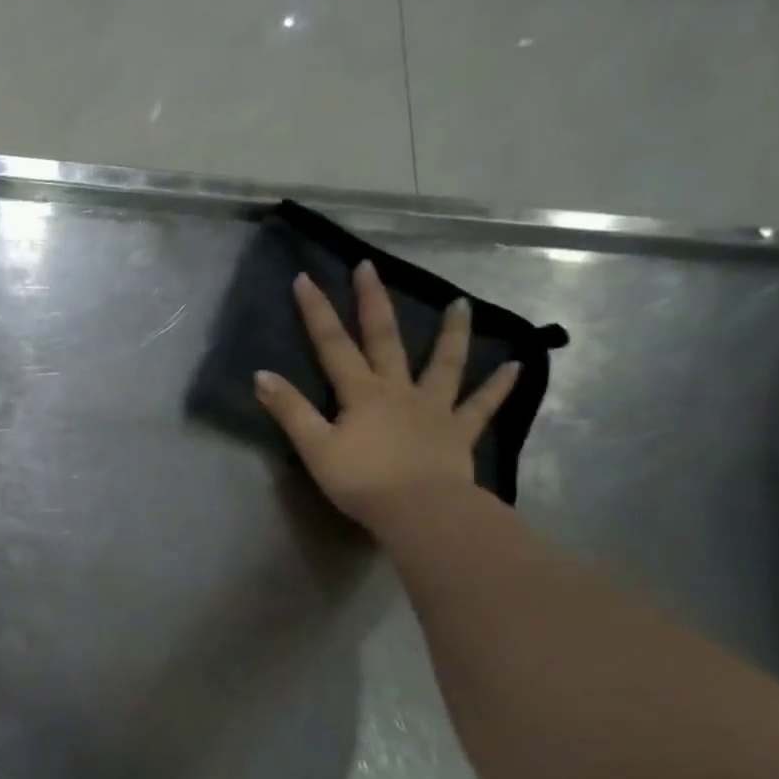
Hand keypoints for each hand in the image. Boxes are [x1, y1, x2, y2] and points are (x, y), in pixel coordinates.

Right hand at [253, 261, 519, 534]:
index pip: (332, 345)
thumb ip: (289, 410)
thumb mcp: (314, 447)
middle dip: (373, 302)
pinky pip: (481, 406)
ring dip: (450, 333)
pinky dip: (498, 386)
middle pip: (384, 339)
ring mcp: (433, 408)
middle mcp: (398, 389)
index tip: (305, 278)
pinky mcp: (458, 432)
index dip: (316, 312)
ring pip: (443, 363)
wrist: (419, 511)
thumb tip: (261, 375)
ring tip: (460, 304)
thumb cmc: (361, 481)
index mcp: (360, 393)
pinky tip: (516, 366)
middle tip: (369, 267)